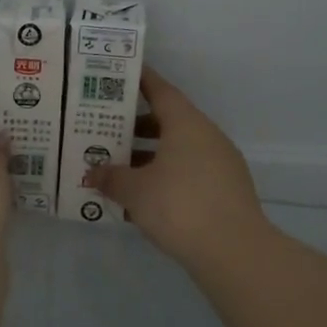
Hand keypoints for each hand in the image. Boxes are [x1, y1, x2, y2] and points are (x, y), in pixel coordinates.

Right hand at [89, 68, 267, 269]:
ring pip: (178, 150)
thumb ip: (111, 177)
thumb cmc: (178, 206)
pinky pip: (189, 173)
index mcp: (186, 124)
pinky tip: (144, 197)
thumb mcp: (134, 191)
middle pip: (169, 121)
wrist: (234, 251)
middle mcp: (207, 136)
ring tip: (118, 166)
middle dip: (137, 125)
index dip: (140, 81)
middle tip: (106, 128)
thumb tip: (93, 172)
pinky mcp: (226, 190)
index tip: (120, 76)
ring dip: (150, 155)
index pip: (161, 91)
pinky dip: (166, 176)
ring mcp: (221, 164)